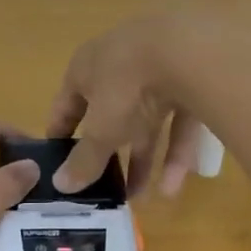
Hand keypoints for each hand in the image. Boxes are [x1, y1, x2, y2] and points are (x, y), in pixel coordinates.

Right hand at [46, 15, 206, 198]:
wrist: (190, 51)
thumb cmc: (127, 86)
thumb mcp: (101, 129)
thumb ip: (84, 159)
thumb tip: (61, 186)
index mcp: (86, 68)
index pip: (66, 104)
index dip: (60, 134)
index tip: (58, 164)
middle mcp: (119, 65)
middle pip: (109, 115)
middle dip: (108, 153)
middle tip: (103, 187)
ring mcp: (157, 70)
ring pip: (146, 121)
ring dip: (142, 159)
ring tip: (139, 199)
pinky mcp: (192, 80)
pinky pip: (178, 121)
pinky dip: (174, 152)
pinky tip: (172, 187)